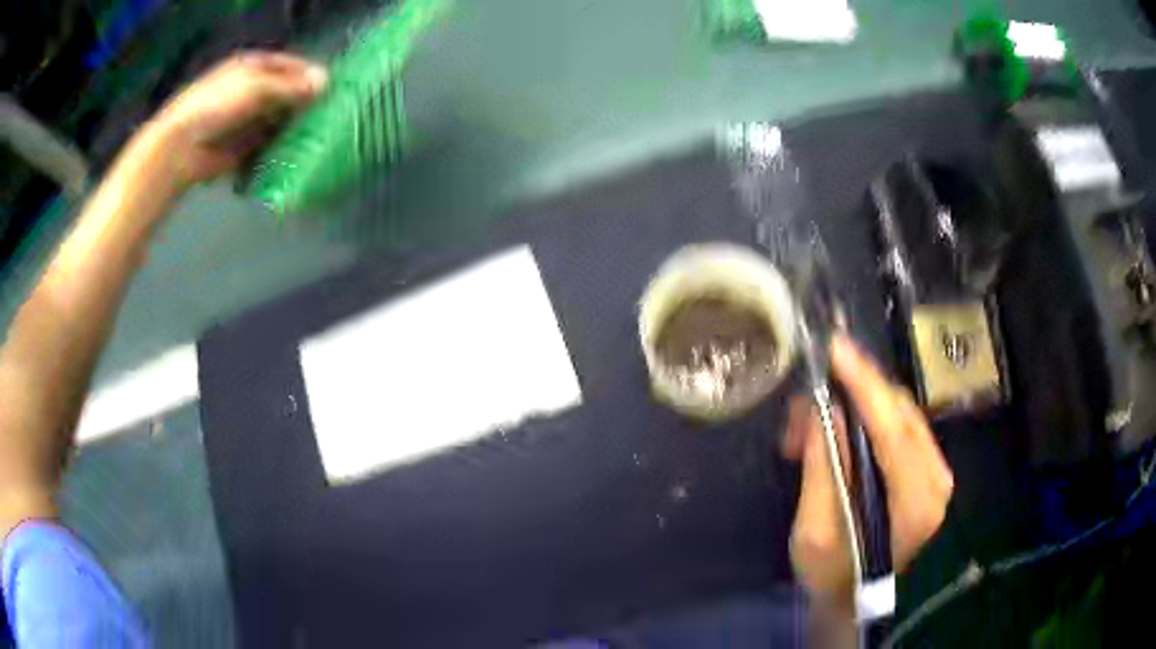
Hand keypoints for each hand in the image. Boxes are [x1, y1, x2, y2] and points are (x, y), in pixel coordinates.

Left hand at [134, 51, 327, 189]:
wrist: (183, 147)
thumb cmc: (218, 105)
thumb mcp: (257, 88)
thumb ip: (291, 86)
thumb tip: (325, 82)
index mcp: (252, 68)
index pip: (288, 66)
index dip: (308, 74)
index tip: (330, 87)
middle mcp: (250, 92)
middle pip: (284, 95)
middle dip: (303, 104)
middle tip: (328, 115)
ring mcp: (244, 121)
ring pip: (277, 121)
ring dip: (293, 129)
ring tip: (318, 138)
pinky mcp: (240, 148)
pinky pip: (266, 147)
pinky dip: (279, 150)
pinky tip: (296, 156)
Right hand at [781, 333, 953, 610]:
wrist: (859, 601)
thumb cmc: (834, 578)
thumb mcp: (815, 534)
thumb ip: (824, 470)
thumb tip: (826, 410)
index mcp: (916, 503)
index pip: (894, 430)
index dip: (865, 385)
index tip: (836, 348)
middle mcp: (937, 479)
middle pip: (899, 412)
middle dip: (851, 393)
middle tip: (803, 404)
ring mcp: (937, 472)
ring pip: (899, 414)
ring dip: (854, 407)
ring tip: (810, 426)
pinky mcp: (928, 469)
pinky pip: (899, 426)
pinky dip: (866, 419)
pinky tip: (836, 432)